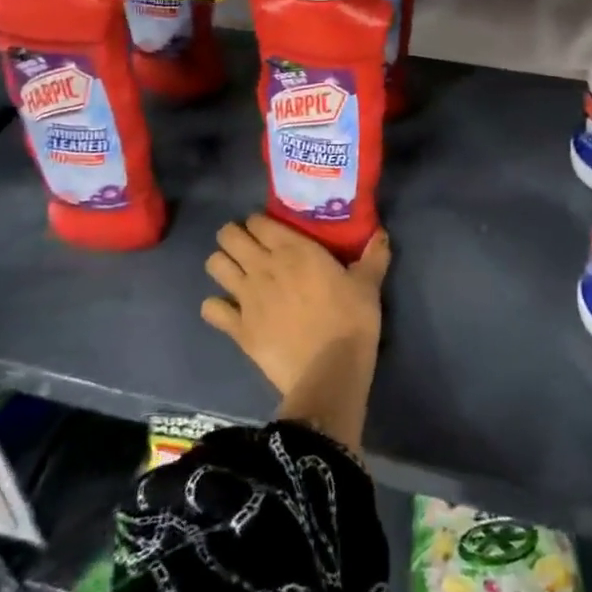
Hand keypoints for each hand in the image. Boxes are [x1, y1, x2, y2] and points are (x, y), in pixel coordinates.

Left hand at [201, 216, 389, 395]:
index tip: (269, 231)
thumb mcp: (368, 284)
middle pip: (228, 236)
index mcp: (293, 249)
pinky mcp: (237, 328)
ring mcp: (246, 296)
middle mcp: (263, 265)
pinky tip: (228, 312)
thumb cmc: (351, 320)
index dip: (259, 222)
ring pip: (215, 265)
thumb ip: (373, 256)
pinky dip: (215, 308)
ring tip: (236, 275)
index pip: (258, 221)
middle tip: (248, 248)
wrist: (331, 370)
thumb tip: (381, 233)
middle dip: (233, 237)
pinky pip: (210, 309)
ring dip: (222, 265)